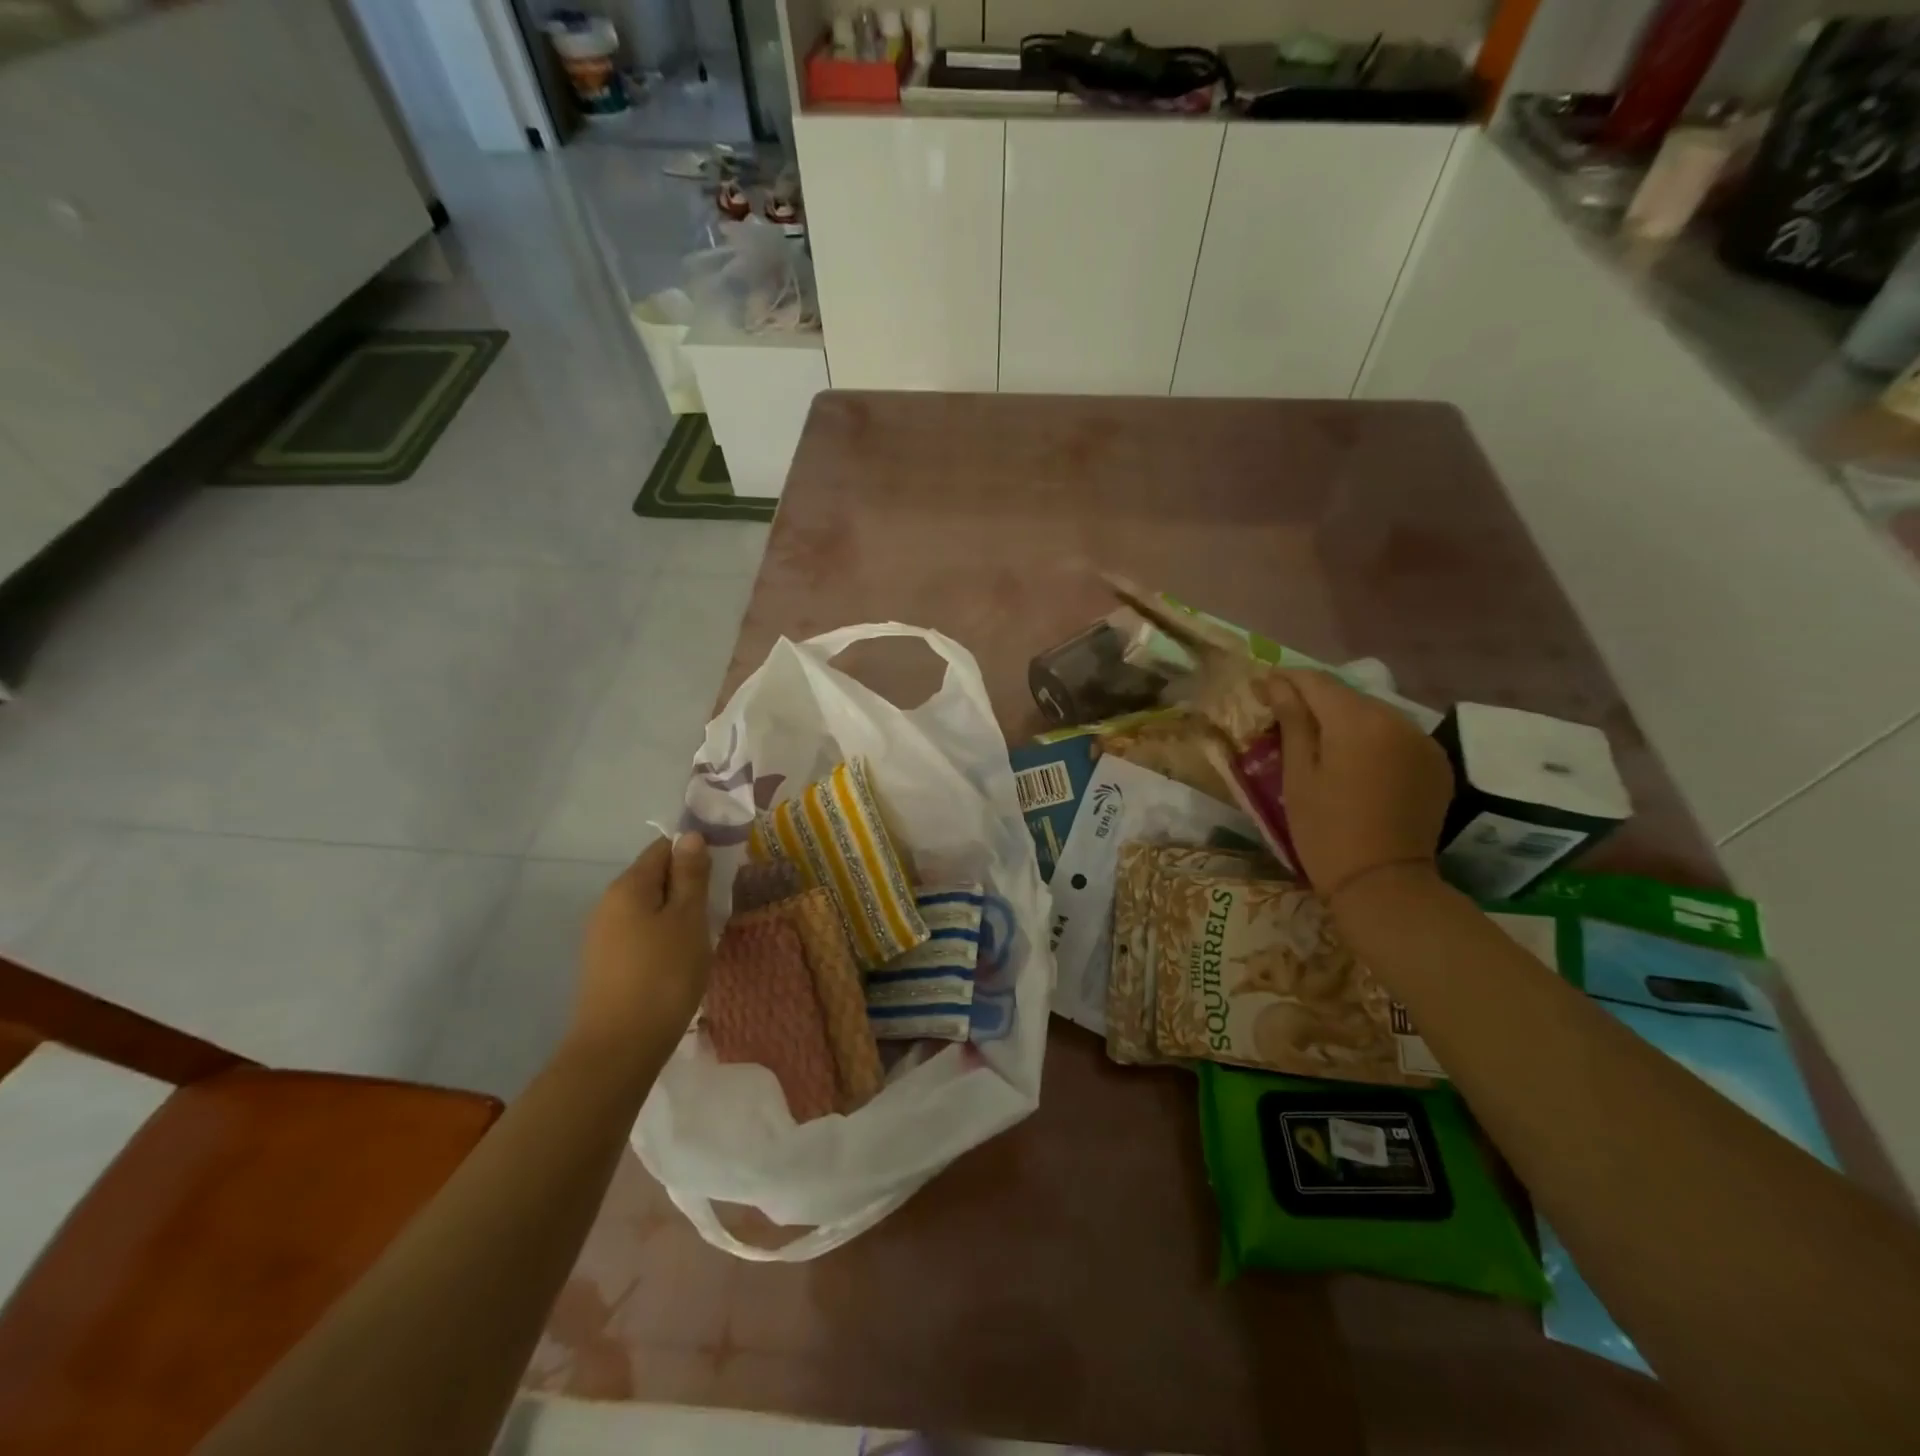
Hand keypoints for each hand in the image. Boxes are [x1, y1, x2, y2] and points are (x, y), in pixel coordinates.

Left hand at [571, 834, 712, 1064]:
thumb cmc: (662, 976)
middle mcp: (608, 904)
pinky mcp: (604, 965)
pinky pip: (639, 934)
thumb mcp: (688, 919)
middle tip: (717, 908)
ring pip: (647, 908)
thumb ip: (691, 875)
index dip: (694, 853)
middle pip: (653, 878)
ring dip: (676, 914)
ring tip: (702, 936)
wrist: (618, 1050)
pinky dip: (662, 938)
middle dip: (686, 886)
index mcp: (628, 886)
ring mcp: (602, 936)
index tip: (721, 874)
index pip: (663, 848)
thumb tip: (690, 836)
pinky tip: (679, 960)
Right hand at [1266, 668, 1453, 897]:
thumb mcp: (1297, 774)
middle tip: (1283, 715)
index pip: (1316, 681)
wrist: (1382, 883)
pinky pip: (1395, 736)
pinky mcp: (1435, 764)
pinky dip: (1371, 739)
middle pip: (1347, 695)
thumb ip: (1291, 721)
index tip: (1260, 687)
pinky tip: (1354, 760)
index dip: (1285, 679)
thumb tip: (1276, 683)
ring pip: (1373, 714)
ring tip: (1318, 740)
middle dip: (1314, 699)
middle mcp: (1397, 719)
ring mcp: (1422, 741)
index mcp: (1357, 720)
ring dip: (1344, 719)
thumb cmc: (1325, 829)